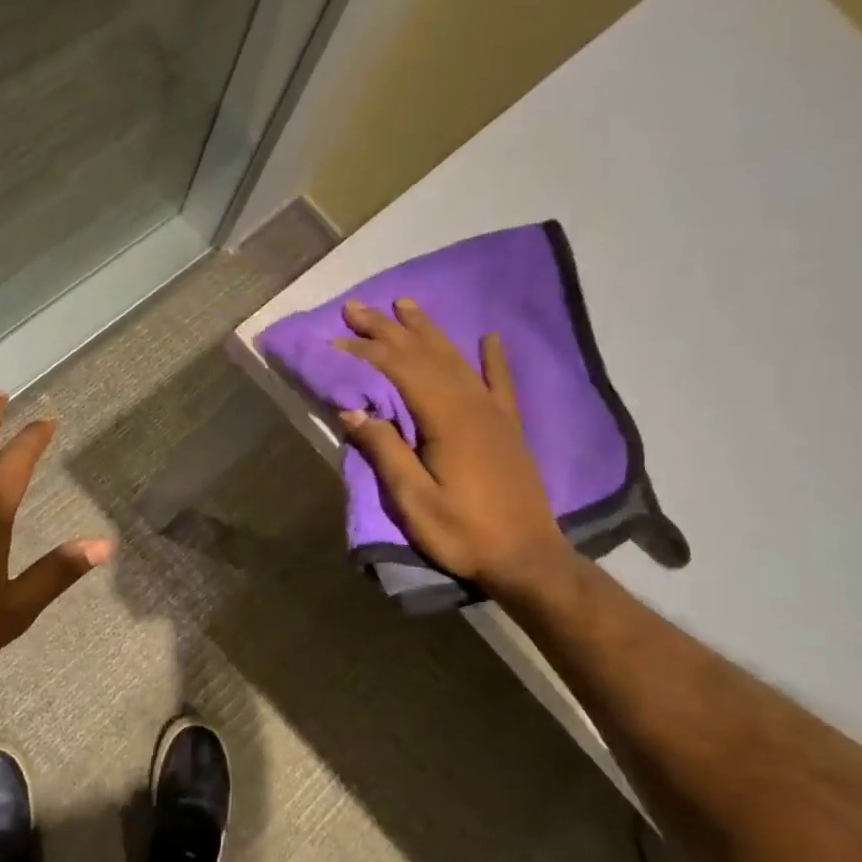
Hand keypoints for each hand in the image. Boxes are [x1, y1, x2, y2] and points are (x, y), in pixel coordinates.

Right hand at [336, 298, 576, 599]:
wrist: (527, 557)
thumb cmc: (464, 533)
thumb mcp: (414, 500)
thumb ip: (385, 451)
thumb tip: (352, 410)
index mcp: (446, 418)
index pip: (398, 370)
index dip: (365, 352)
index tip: (334, 340)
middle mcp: (471, 403)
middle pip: (424, 354)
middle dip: (387, 329)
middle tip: (356, 307)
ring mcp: (493, 412)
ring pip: (455, 358)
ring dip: (427, 330)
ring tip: (404, 304)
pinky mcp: (508, 426)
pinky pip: (500, 381)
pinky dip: (493, 357)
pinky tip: (489, 337)